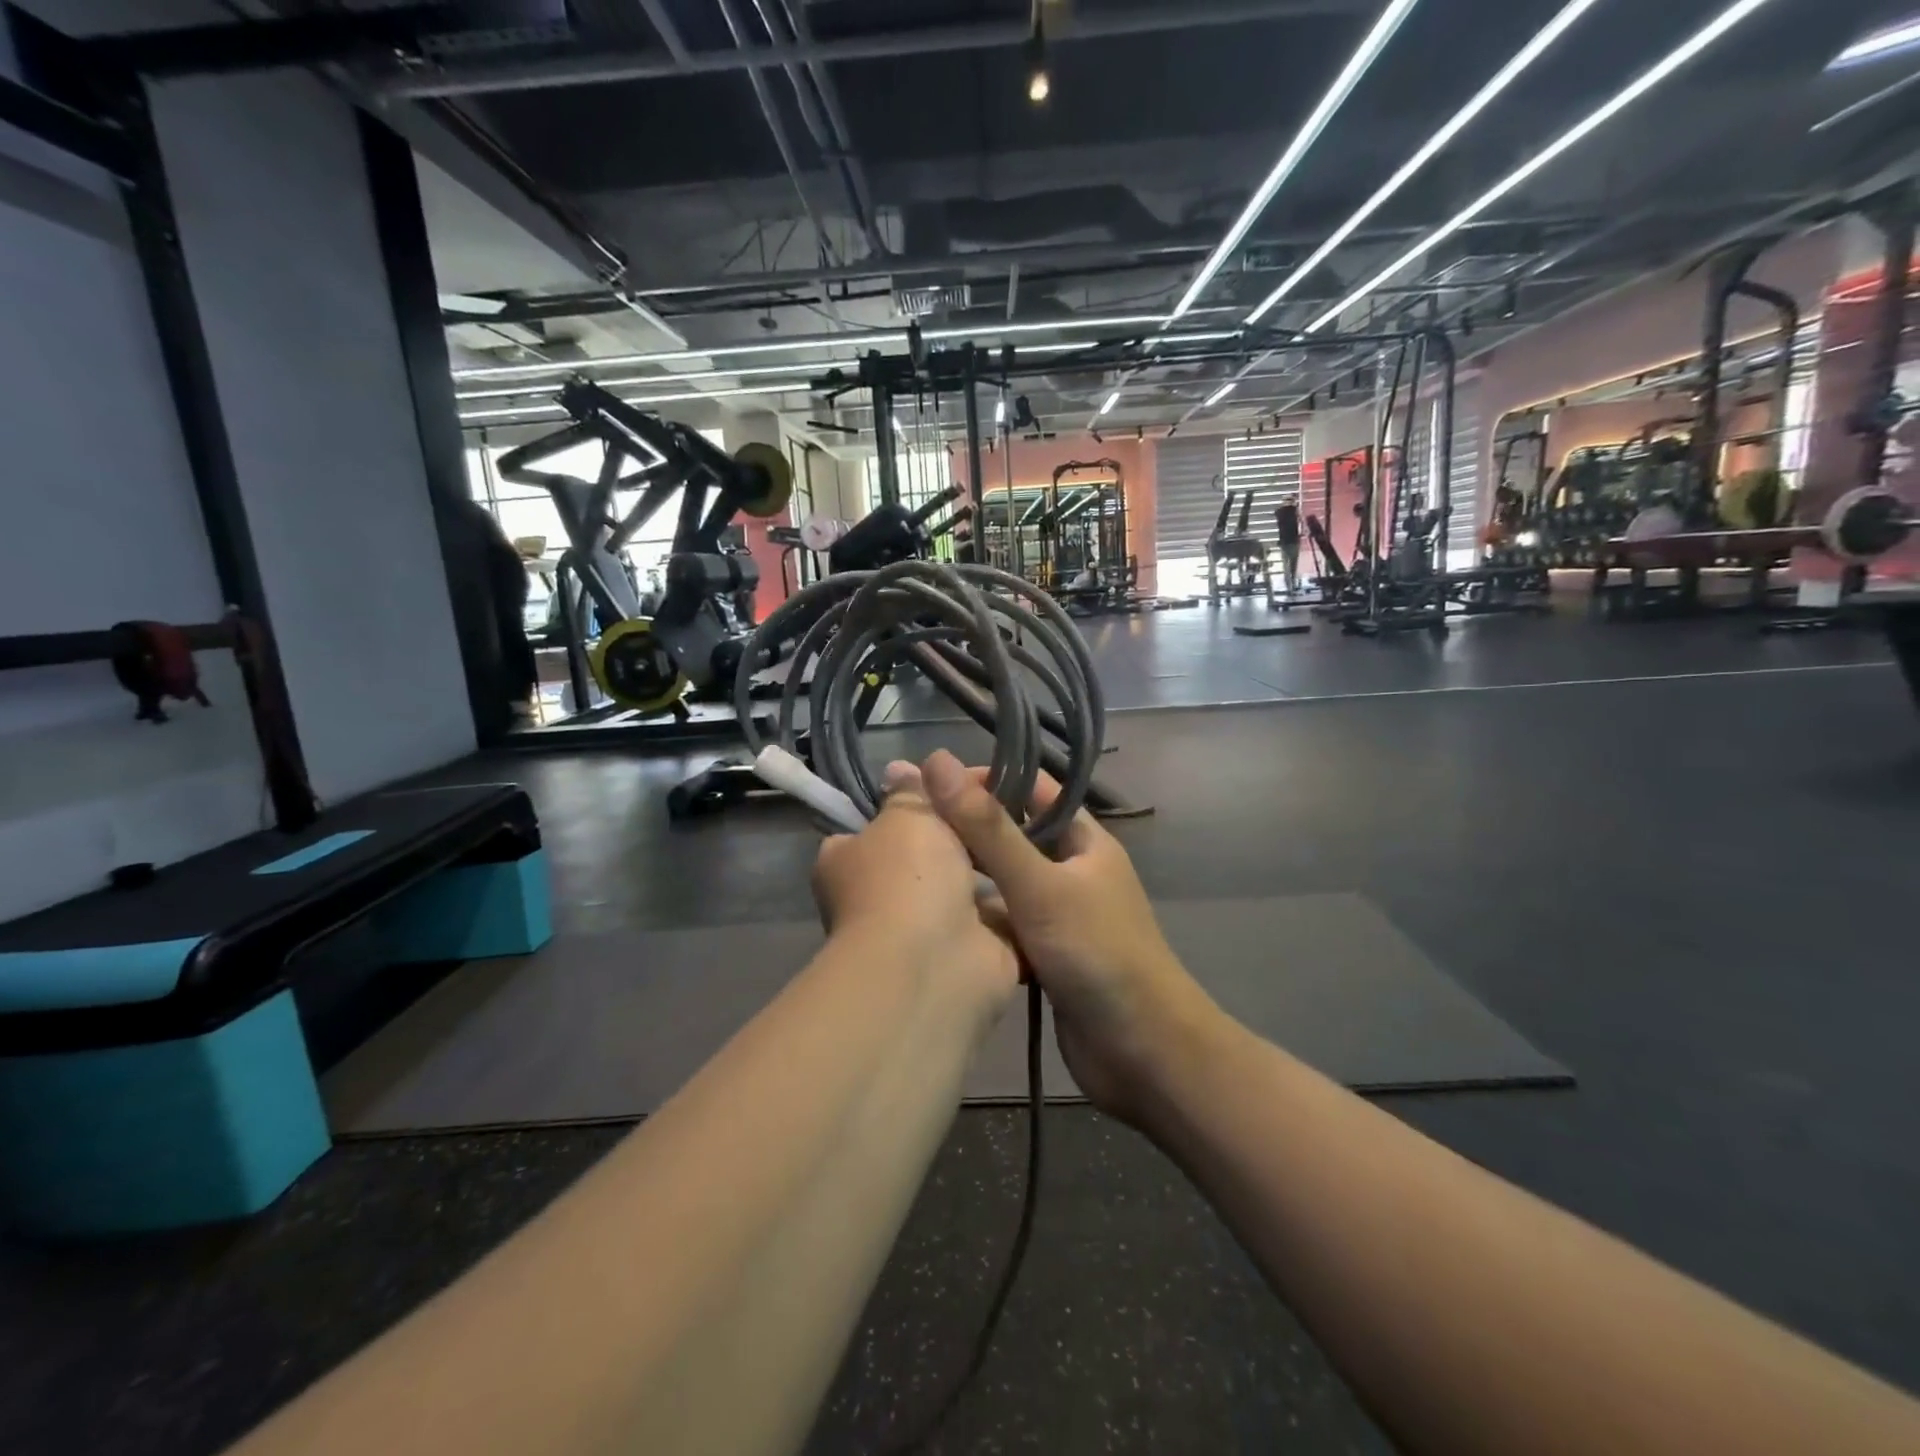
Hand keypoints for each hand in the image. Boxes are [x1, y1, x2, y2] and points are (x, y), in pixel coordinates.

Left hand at [811, 762, 1019, 1031]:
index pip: (875, 825)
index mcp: (850, 862)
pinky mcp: (976, 953)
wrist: (936, 962)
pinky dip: (1022, 901)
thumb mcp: (906, 816)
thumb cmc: (906, 877)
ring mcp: (932, 930)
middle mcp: (885, 898)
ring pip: (970, 887)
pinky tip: (1049, 869)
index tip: (950, 783)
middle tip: (1005, 802)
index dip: (912, 803)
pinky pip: (1003, 918)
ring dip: (998, 866)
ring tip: (1038, 827)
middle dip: (964, 834)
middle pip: (930, 854)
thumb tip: (900, 768)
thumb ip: (910, 793)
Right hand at [918, 750, 1211, 1123]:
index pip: (1030, 787)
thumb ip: (988, 828)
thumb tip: (936, 763)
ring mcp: (1060, 913)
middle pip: (1013, 834)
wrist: (1144, 1054)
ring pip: (1005, 882)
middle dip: (968, 829)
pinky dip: (978, 921)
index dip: (985, 779)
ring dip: (969, 877)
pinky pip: (1006, 924)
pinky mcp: (1047, 953)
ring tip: (912, 871)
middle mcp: (1072, 869)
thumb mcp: (1040, 885)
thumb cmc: (1098, 955)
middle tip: (911, 828)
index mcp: (1083, 840)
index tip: (930, 784)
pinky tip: (935, 923)